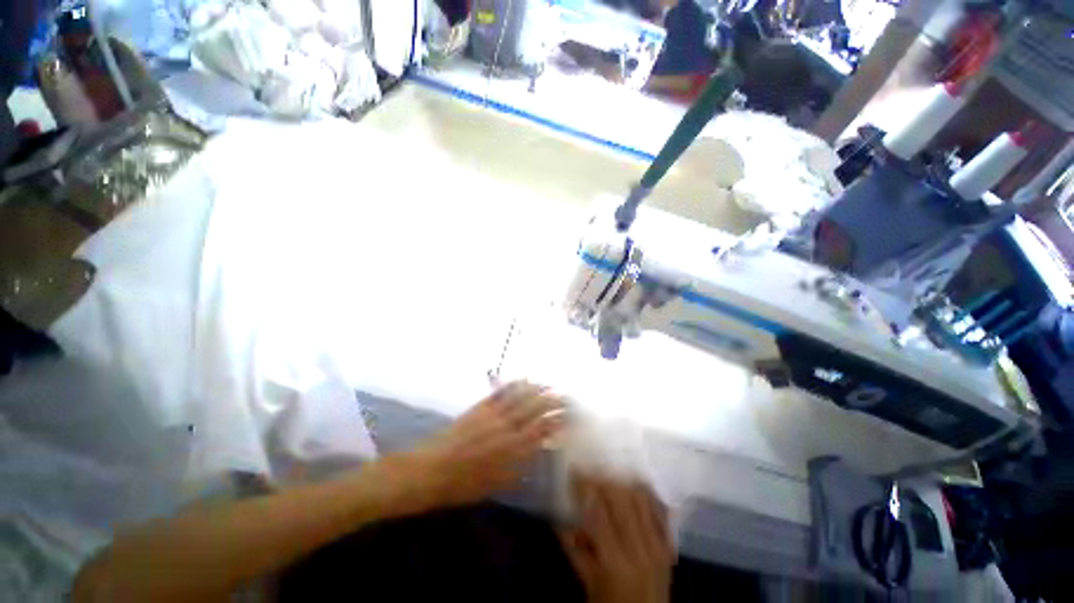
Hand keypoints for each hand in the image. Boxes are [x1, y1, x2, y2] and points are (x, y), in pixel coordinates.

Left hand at [395, 381, 565, 512]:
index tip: (568, 416)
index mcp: (511, 450)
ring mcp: (492, 414)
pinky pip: (501, 392)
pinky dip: (514, 384)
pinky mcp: (480, 407)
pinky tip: (523, 379)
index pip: (541, 431)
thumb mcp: (495, 483)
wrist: (430, 470)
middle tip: (564, 396)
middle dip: (551, 401)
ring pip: (520, 397)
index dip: (556, 421)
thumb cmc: (463, 485)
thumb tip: (535, 449)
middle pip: (534, 409)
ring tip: (549, 385)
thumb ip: (518, 465)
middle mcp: (506, 428)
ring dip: (536, 390)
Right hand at [559, 475, 674, 602]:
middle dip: (603, 480)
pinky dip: (645, 493)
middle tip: (590, 474)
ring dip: (623, 483)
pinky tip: (633, 486)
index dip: (585, 487)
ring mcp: (658, 546)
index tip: (574, 472)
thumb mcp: (588, 583)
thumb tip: (557, 519)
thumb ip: (573, 549)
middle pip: (622, 498)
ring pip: (641, 498)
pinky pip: (660, 509)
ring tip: (609, 479)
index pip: (598, 512)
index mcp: (614, 562)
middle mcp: (639, 550)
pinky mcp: (670, 546)